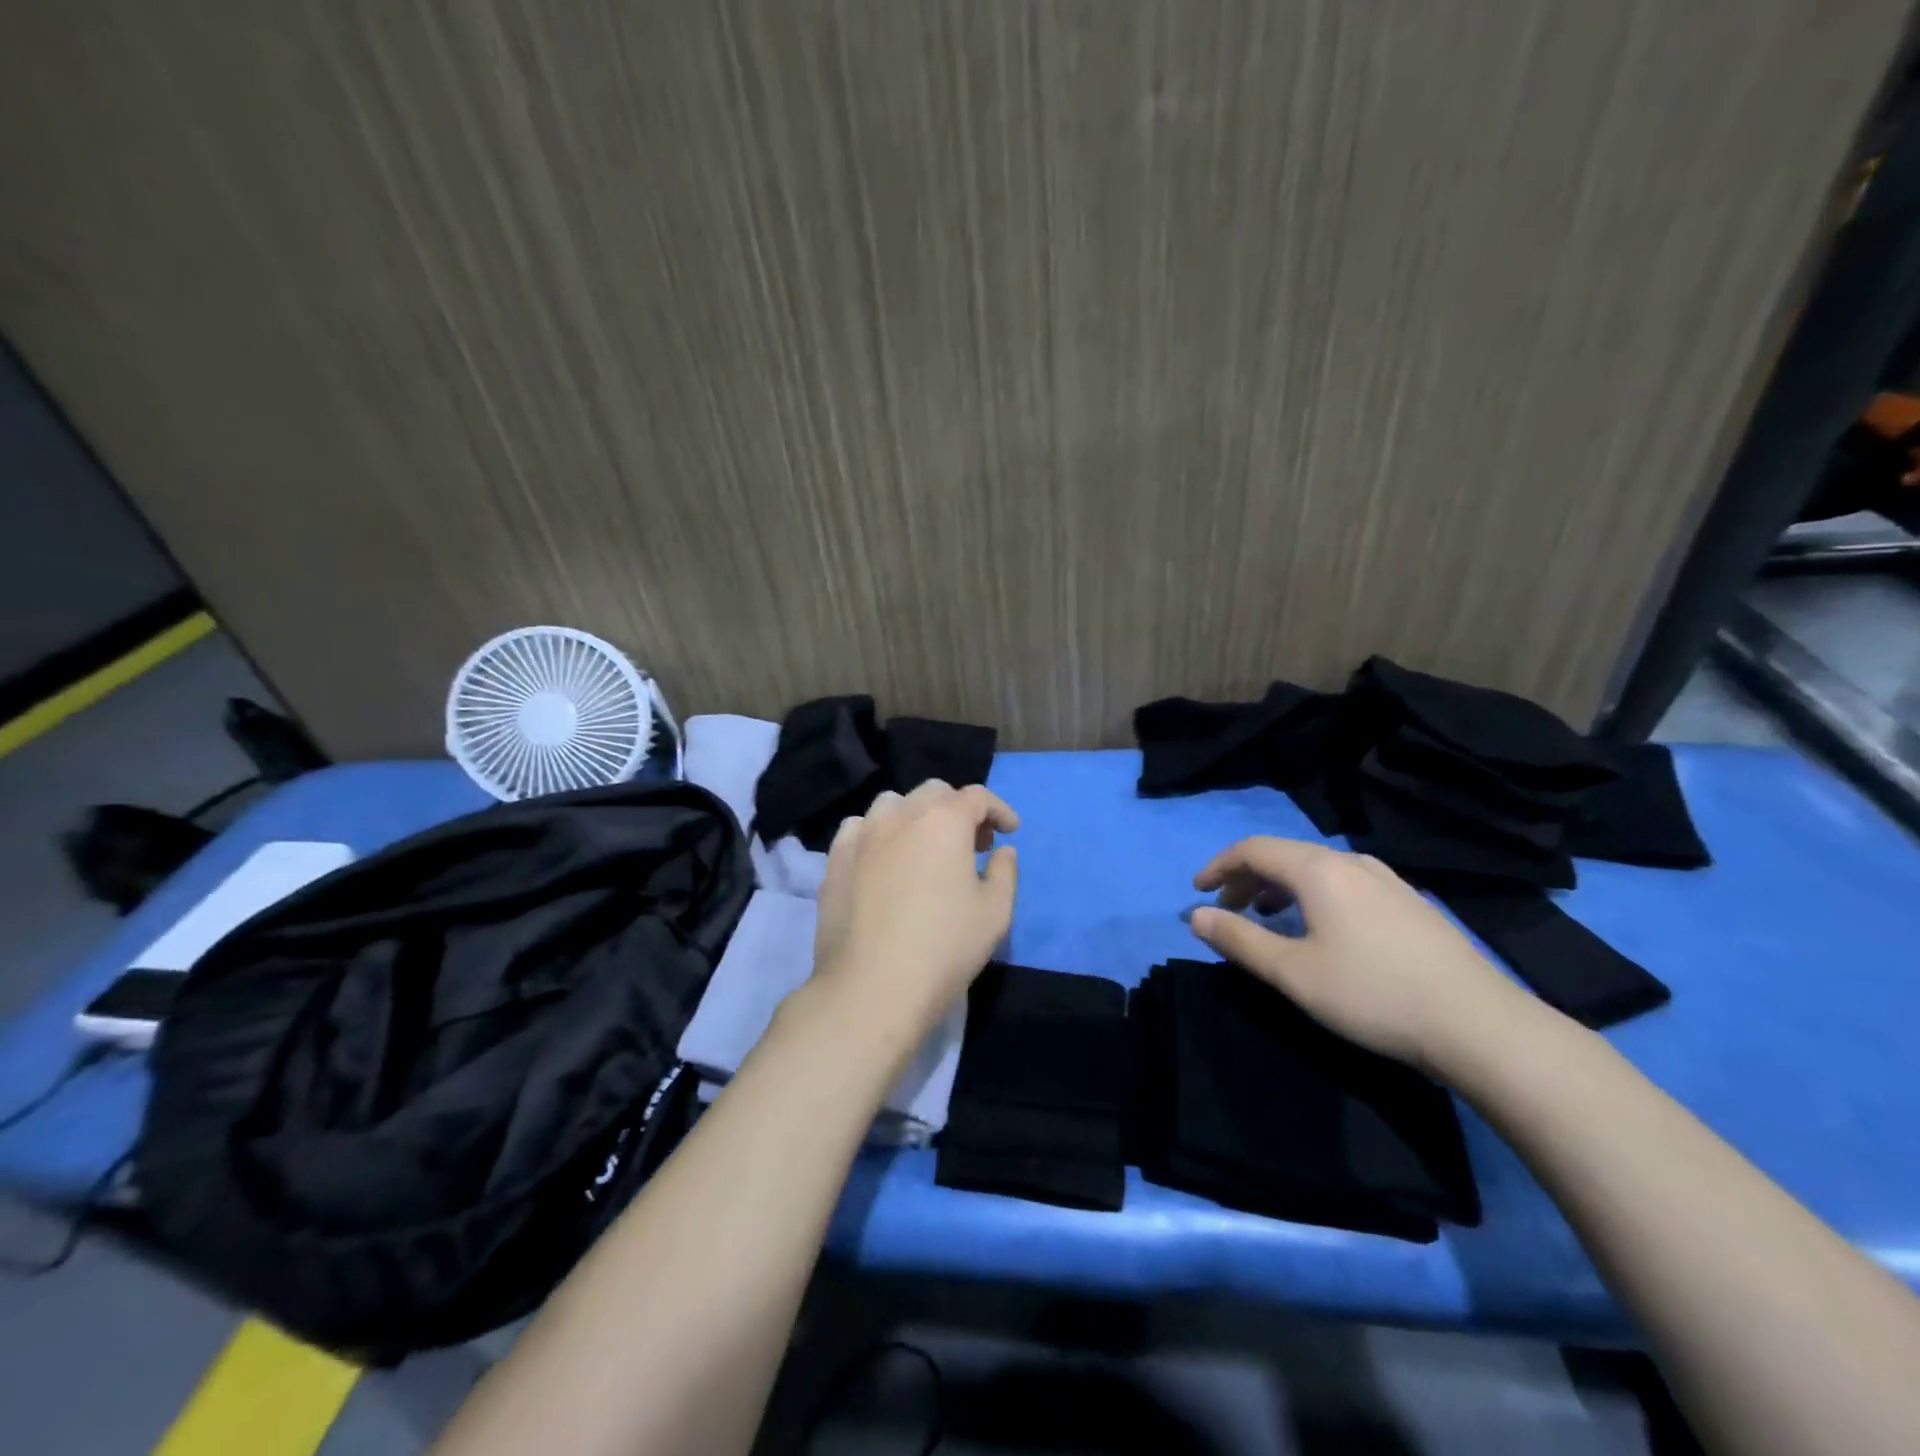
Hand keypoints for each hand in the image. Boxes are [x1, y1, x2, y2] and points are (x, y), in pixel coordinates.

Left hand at [810, 780, 1018, 1048]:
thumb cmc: (944, 947)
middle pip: (934, 793)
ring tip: (924, 849)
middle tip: (971, 844)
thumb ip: (1005, 872)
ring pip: (893, 804)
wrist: (872, 986)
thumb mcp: (995, 912)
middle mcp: (901, 814)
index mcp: (944, 820)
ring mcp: (862, 834)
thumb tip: (1002, 851)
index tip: (1009, 832)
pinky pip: (859, 829)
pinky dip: (878, 833)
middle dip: (958, 809)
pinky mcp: (835, 859)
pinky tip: (884, 860)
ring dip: (916, 816)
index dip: (998, 810)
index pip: (976, 796)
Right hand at [1188, 837, 1530, 1076]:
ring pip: (1316, 868)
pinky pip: (1345, 882)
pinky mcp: (1410, 903)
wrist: (1479, 1025)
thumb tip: (1194, 916)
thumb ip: (1239, 940)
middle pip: (1284, 855)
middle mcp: (1352, 862)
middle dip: (1246, 878)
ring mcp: (1387, 880)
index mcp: (1318, 870)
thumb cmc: (1372, 994)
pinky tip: (1322, 928)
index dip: (1218, 866)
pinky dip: (1313, 894)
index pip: (1253, 849)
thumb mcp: (1292, 972)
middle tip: (1227, 911)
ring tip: (1267, 917)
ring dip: (1279, 886)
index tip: (1197, 893)